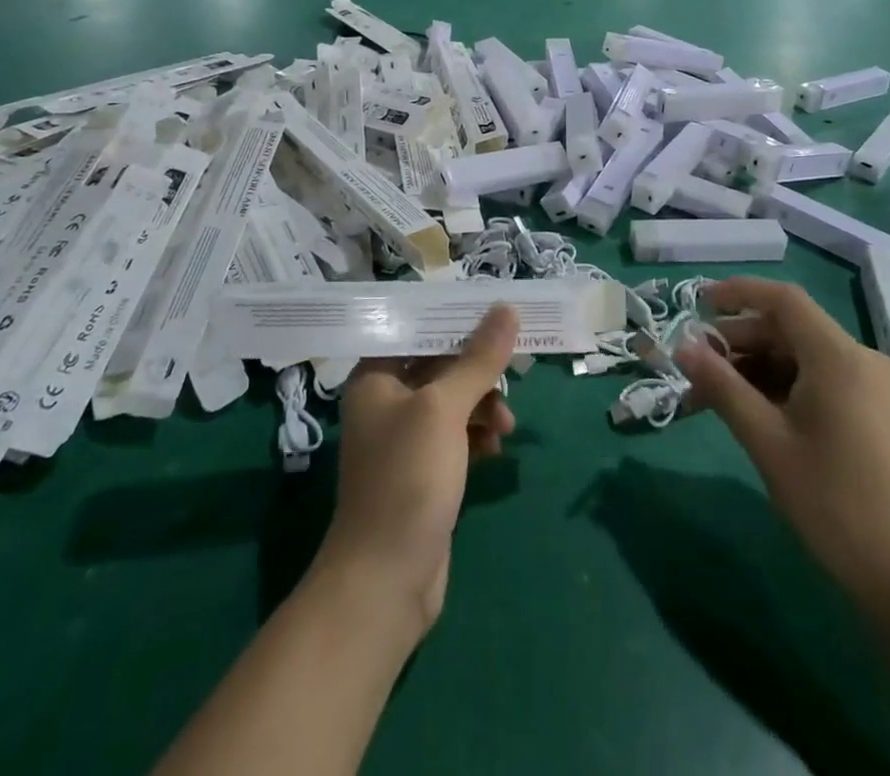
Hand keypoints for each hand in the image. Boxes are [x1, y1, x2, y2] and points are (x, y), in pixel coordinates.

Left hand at [317, 305, 517, 632]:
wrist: (386, 580)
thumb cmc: (408, 478)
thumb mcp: (444, 409)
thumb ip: (477, 358)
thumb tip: (507, 308)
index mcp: (376, 377)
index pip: (419, 329)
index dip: (458, 320)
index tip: (499, 315)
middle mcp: (387, 401)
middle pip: (441, 365)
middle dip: (479, 371)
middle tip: (513, 375)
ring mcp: (406, 438)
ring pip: (454, 401)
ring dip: (484, 407)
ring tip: (506, 428)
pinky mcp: (425, 471)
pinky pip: (458, 436)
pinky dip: (478, 436)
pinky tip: (496, 451)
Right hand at [673, 278, 889, 606]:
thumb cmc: (833, 502)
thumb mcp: (766, 440)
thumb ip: (722, 387)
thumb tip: (682, 348)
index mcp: (838, 356)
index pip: (783, 299)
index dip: (738, 292)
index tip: (697, 303)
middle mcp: (862, 360)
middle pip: (792, 329)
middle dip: (741, 342)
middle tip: (698, 367)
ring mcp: (876, 388)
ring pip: (805, 357)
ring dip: (759, 368)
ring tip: (718, 396)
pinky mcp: (879, 414)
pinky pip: (824, 381)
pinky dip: (786, 387)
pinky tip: (758, 413)